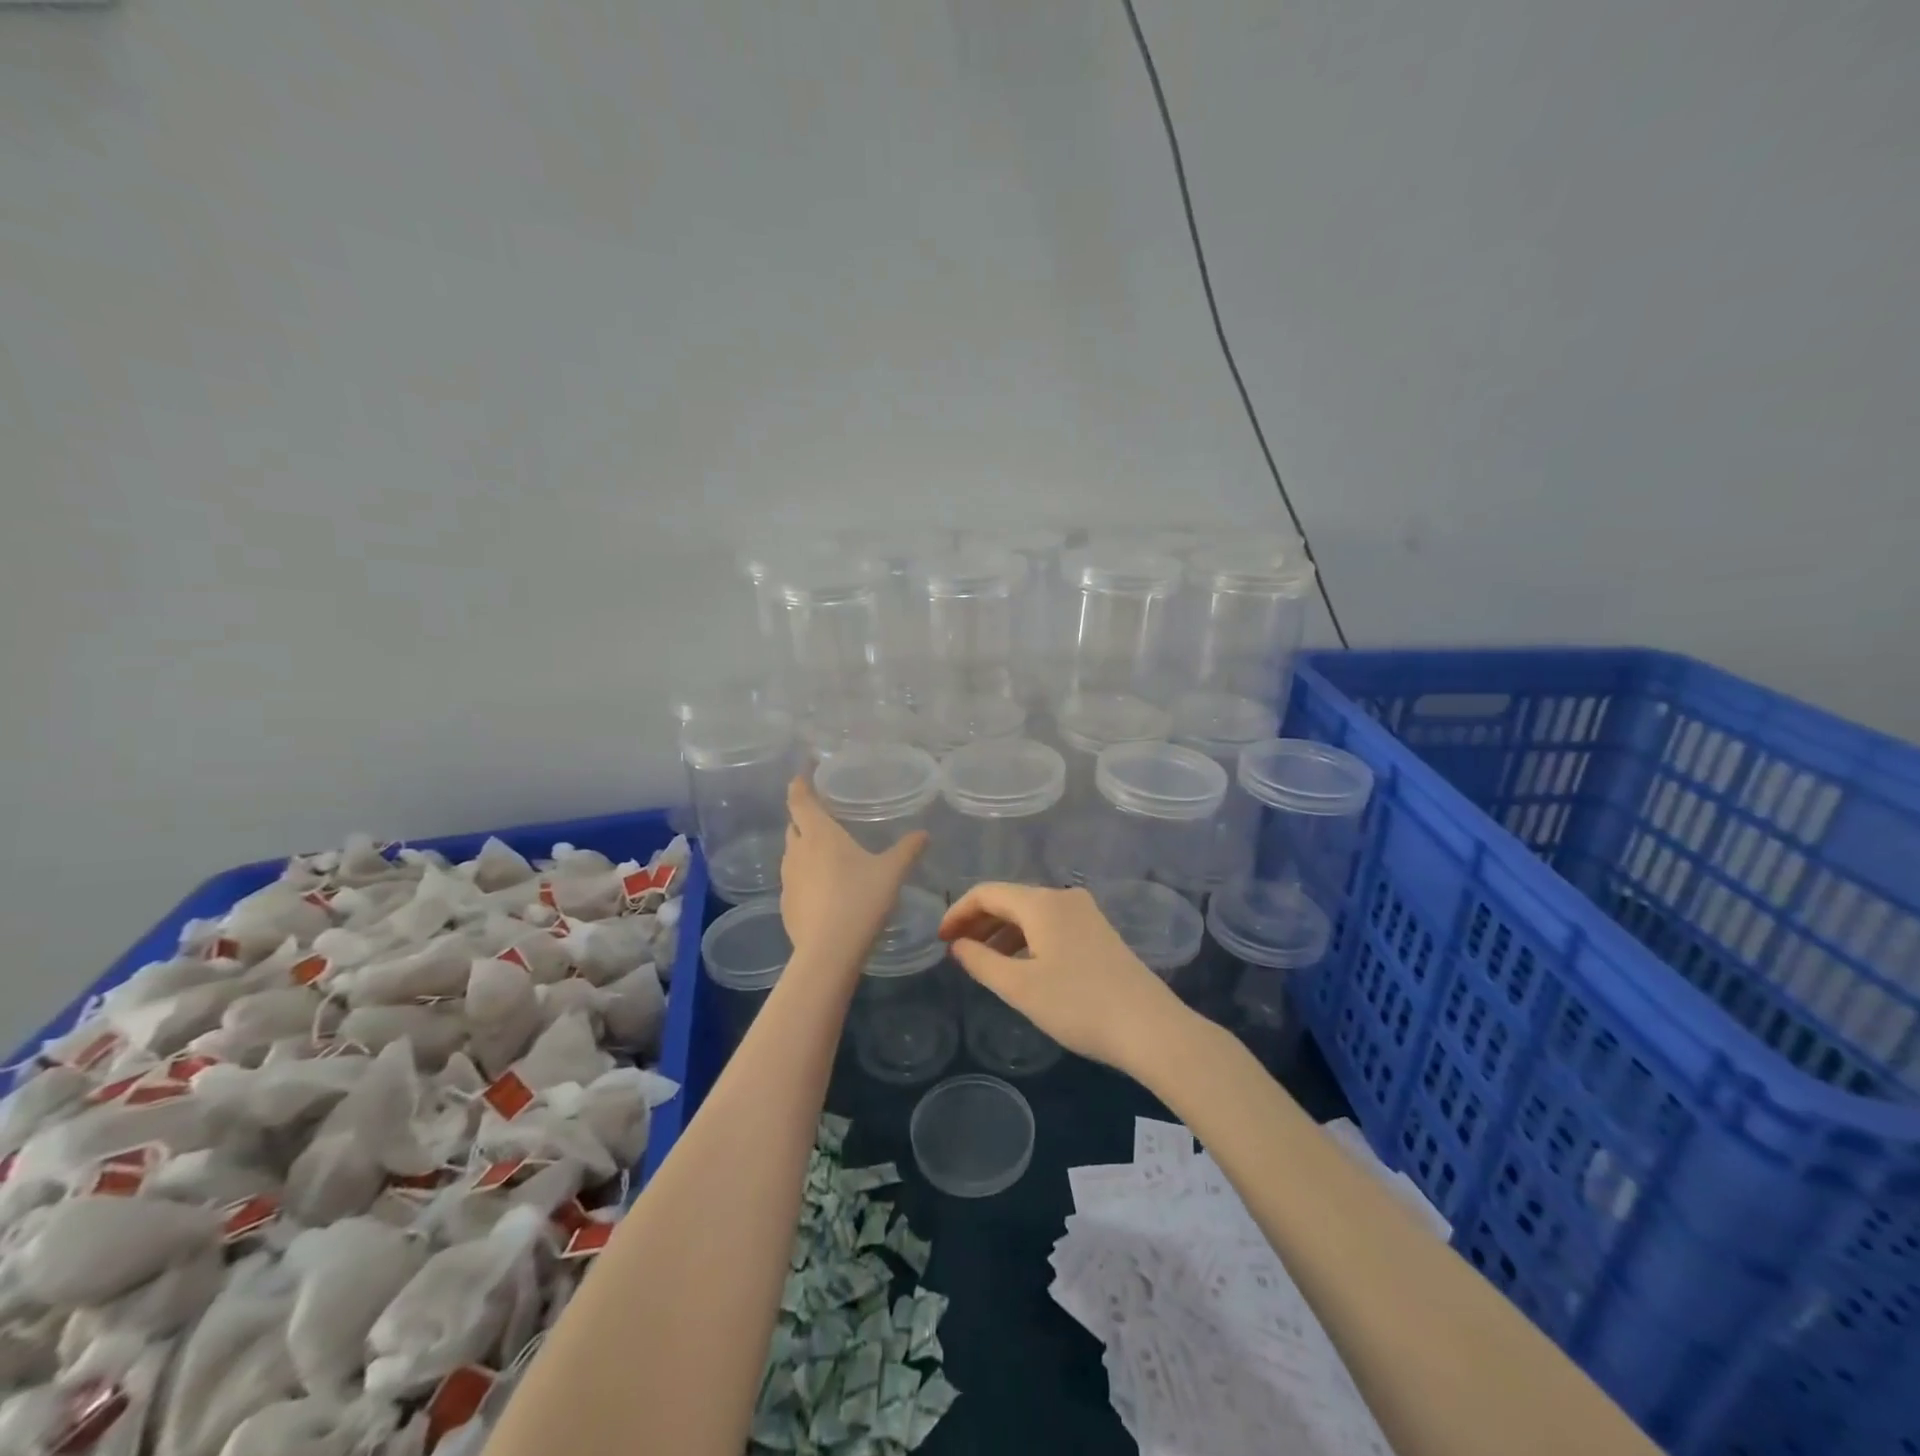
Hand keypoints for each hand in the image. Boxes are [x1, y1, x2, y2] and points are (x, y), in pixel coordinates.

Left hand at [780, 775, 927, 960]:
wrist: (828, 952)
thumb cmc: (860, 900)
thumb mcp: (891, 873)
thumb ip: (907, 850)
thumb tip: (924, 834)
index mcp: (820, 834)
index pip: (800, 800)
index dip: (798, 786)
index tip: (800, 776)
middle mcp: (797, 851)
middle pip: (794, 825)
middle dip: (804, 818)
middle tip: (823, 816)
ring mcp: (787, 879)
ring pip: (792, 854)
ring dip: (804, 848)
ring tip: (826, 853)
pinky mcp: (786, 904)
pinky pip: (794, 880)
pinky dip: (805, 876)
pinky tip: (824, 890)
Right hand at [938, 882, 1187, 1074]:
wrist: (1150, 1027)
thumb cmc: (1078, 1005)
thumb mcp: (1020, 987)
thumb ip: (981, 962)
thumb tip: (958, 945)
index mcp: (1042, 902)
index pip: (987, 892)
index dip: (958, 912)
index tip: (940, 940)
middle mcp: (1063, 897)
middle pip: (1010, 899)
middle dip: (979, 921)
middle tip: (956, 950)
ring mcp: (1085, 913)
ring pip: (1031, 913)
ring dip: (1002, 932)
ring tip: (983, 962)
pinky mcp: (1098, 932)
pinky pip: (1050, 924)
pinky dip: (1026, 939)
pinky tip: (1021, 966)